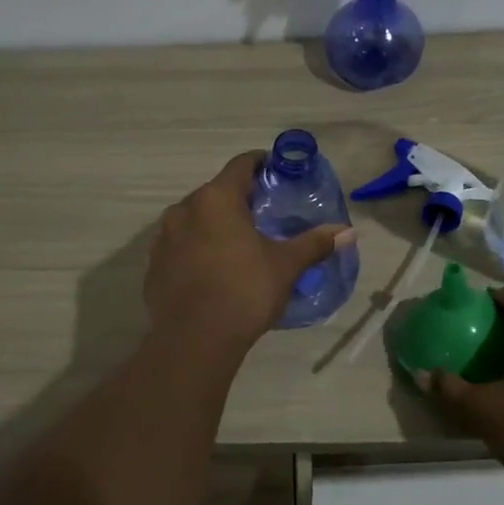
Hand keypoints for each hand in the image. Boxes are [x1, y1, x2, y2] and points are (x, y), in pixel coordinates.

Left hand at [145, 152, 356, 349]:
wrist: (194, 340)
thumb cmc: (244, 291)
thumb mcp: (285, 266)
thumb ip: (314, 243)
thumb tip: (349, 231)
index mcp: (216, 199)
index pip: (241, 165)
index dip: (262, 164)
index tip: (278, 173)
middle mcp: (184, 209)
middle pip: (216, 192)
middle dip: (239, 199)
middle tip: (264, 215)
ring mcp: (164, 238)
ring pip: (195, 219)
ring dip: (215, 225)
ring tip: (239, 244)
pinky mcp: (154, 265)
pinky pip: (180, 246)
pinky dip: (197, 249)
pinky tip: (214, 271)